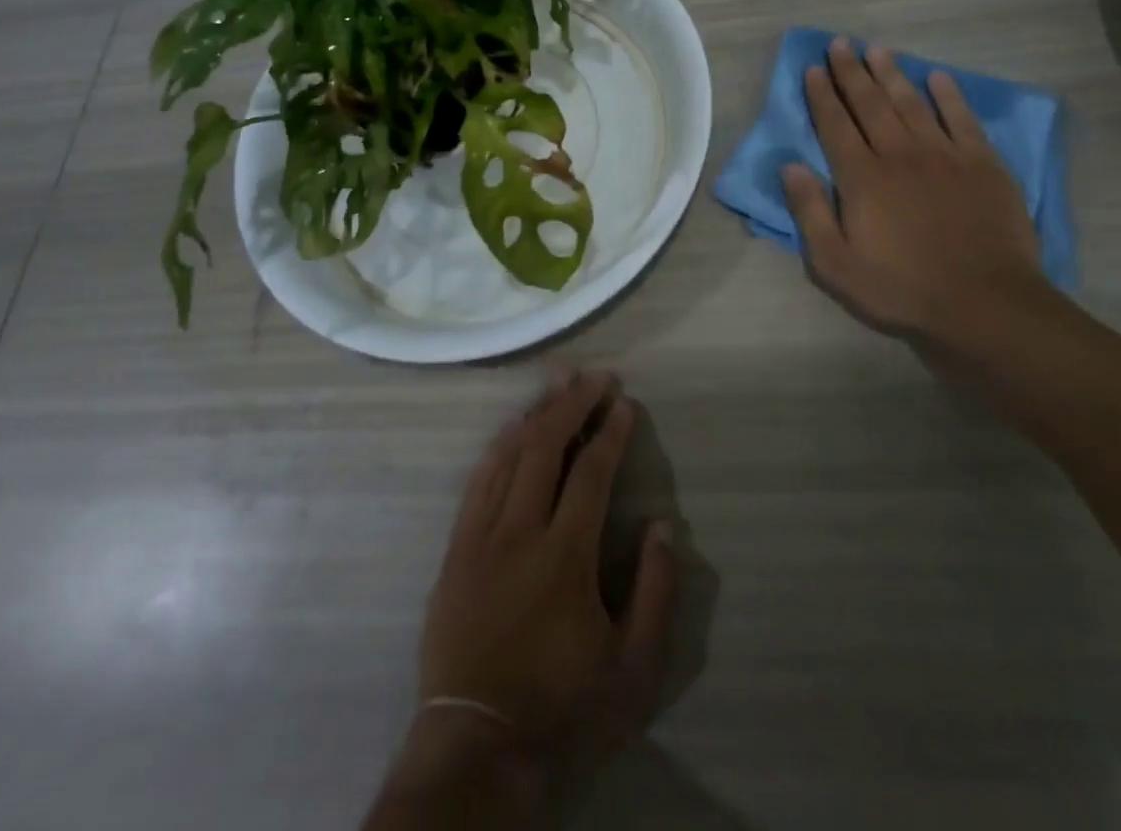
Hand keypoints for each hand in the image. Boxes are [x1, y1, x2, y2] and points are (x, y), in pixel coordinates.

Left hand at [417, 369, 676, 761]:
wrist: (477, 745)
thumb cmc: (561, 707)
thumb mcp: (631, 669)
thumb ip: (654, 592)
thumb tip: (664, 525)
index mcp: (564, 556)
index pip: (590, 473)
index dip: (609, 432)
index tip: (623, 402)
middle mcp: (519, 531)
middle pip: (545, 447)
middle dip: (573, 404)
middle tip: (594, 375)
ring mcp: (481, 536)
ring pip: (508, 454)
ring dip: (535, 412)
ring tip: (557, 381)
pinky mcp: (456, 548)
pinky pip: (477, 480)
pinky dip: (499, 446)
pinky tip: (512, 427)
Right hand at [783, 37, 1046, 338]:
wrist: (984, 304)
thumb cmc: (900, 288)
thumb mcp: (834, 264)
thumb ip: (809, 212)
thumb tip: (790, 166)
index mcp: (861, 177)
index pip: (835, 125)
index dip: (822, 95)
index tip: (813, 68)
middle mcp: (899, 154)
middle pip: (870, 104)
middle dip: (851, 72)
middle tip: (840, 43)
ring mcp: (944, 156)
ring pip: (912, 103)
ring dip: (892, 74)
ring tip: (877, 49)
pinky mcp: (983, 164)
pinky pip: (962, 119)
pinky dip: (949, 96)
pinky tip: (938, 78)